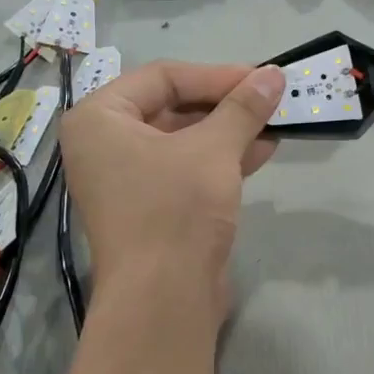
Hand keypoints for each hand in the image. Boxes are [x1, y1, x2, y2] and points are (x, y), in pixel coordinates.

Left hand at [60, 61, 284, 310]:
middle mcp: (104, 145)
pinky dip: (221, 159)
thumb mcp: (213, 149)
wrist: (163, 298)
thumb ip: (243, 107)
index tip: (261, 77)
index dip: (216, 75)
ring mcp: (126, 179)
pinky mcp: (150, 208)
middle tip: (269, 98)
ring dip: (229, 131)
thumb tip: (274, 74)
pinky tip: (262, 151)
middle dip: (225, 104)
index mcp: (99, 118)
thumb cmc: (176, 209)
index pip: (163, 78)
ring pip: (183, 141)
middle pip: (172, 107)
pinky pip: (186, 170)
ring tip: (275, 122)